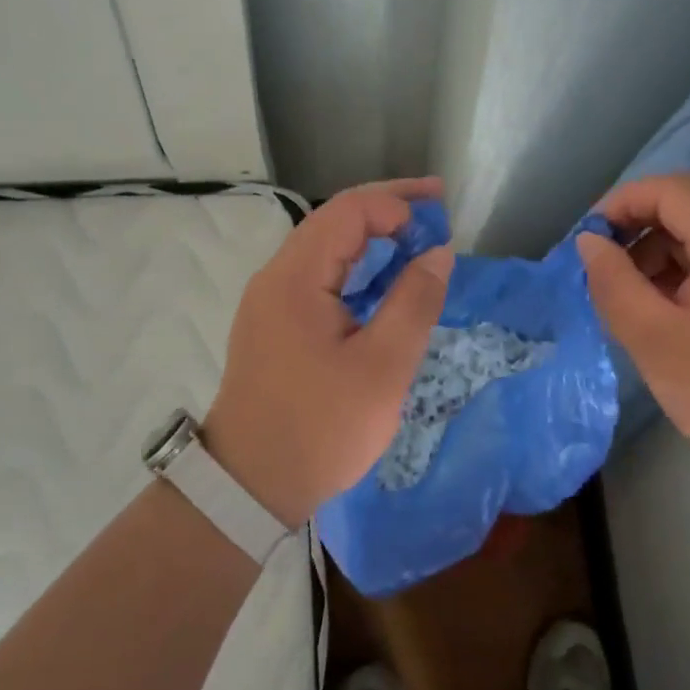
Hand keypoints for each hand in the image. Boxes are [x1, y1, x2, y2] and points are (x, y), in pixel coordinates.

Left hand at [203, 178, 452, 525]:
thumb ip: (414, 302)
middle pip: (334, 219)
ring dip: (372, 234)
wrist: (248, 485)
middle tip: (438, 205)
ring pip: (326, 246)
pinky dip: (356, 265)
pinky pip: (319, 274)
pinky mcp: (274, 322)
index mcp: (296, 277)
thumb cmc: (320, 428)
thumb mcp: (382, 368)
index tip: (440, 222)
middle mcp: (276, 276)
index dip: (397, 203)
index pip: (348, 211)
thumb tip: (438, 253)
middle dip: (388, 207)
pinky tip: (383, 278)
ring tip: (418, 236)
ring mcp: (270, 299)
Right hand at [577, 173, 689, 509]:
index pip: (671, 189)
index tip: (587, 242)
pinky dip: (679, 274)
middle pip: (686, 206)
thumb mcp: (655, 340)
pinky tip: (659, 314)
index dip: (621, 203)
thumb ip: (613, 283)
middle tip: (601, 268)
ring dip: (655, 252)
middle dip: (635, 228)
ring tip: (626, 298)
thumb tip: (589, 243)